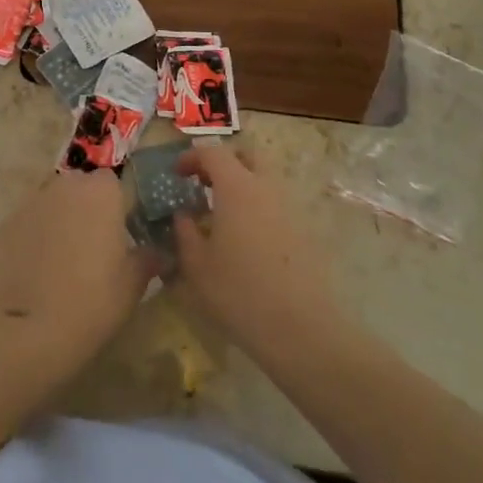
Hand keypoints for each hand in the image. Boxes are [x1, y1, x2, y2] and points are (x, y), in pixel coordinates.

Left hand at [0, 169, 154, 376]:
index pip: (119, 185)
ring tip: (66, 260)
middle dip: (91, 209)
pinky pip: (30, 223)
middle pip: (83, 188)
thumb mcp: (134, 283)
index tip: (126, 235)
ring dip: (62, 221)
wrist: (29, 329)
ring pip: (54, 203)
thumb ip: (148, 258)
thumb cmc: (94, 300)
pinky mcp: (5, 224)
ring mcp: (31, 202)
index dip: (123, 208)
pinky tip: (39, 270)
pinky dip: (36, 237)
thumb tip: (157, 252)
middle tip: (97, 247)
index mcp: (102, 191)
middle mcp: (65, 185)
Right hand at [173, 142, 338, 353]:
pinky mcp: (306, 231)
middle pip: (248, 155)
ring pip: (266, 179)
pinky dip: (259, 208)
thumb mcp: (196, 265)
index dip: (192, 157)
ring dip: (243, 185)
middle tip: (204, 184)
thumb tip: (183, 215)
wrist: (301, 329)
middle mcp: (267, 188)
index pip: (213, 153)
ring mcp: (291, 208)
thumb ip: (185, 232)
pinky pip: (278, 205)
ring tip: (223, 215)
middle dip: (224, 162)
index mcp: (237, 187)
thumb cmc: (239, 292)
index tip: (177, 174)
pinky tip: (247, 239)